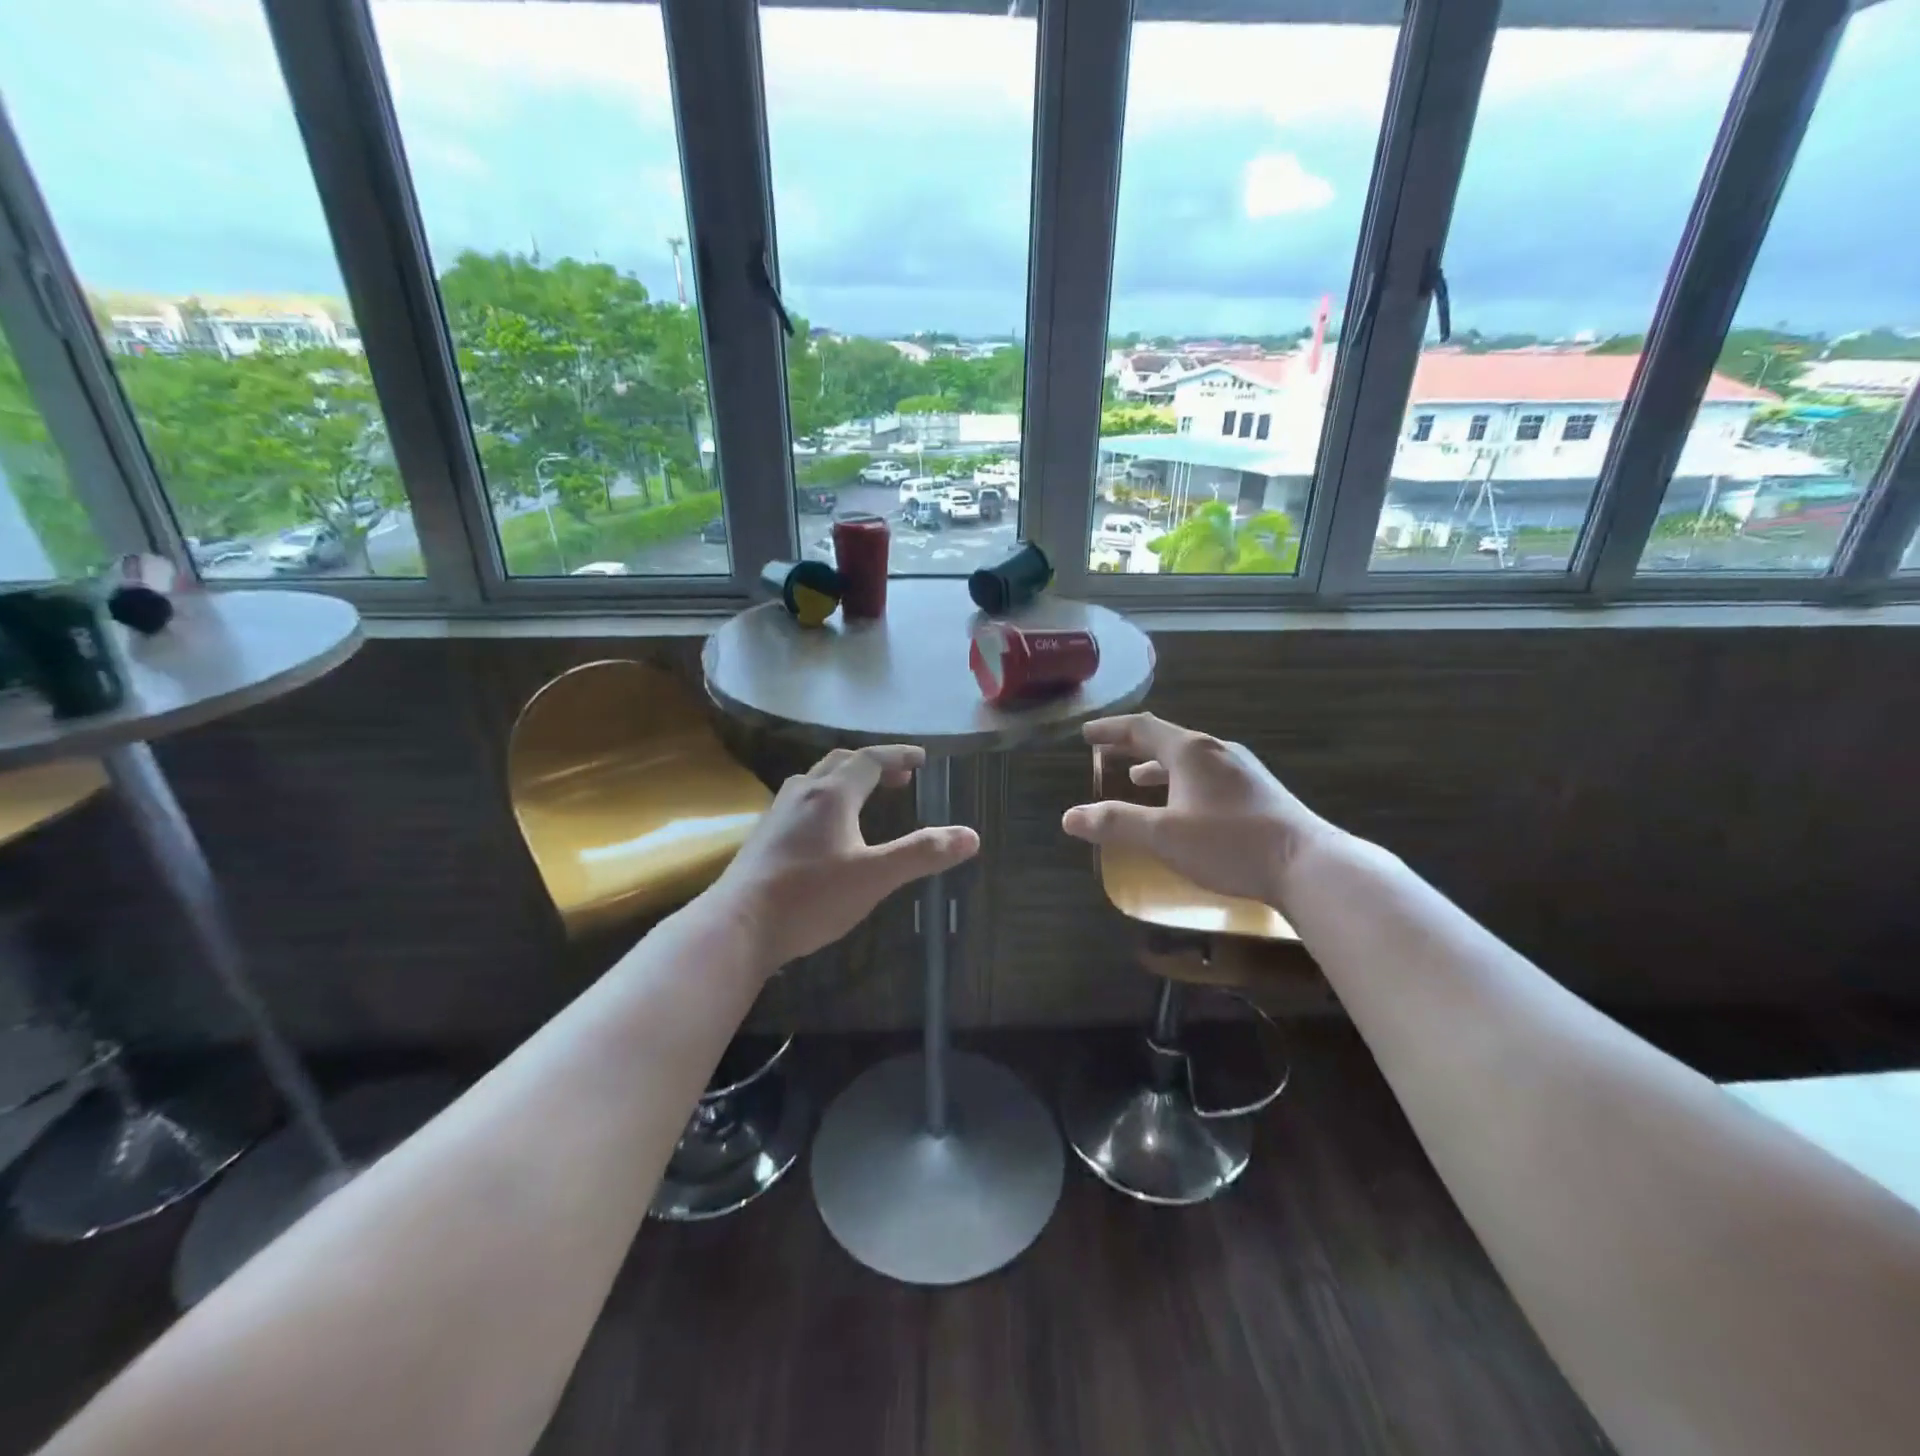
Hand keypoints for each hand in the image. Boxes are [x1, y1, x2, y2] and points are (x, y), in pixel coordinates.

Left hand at [710, 744, 978, 968]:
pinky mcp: (764, 836)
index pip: (870, 759)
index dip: (898, 755)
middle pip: (841, 763)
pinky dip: (826, 798)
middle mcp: (803, 793)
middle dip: (873, 764)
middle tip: (899, 777)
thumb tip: (971, 836)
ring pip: (816, 780)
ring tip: (865, 797)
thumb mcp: (874, 877)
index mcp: (832, 795)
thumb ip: (921, 854)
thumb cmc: (810, 897)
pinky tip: (826, 829)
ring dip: (846, 779)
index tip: (921, 759)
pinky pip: (801, 800)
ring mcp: (778, 813)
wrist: (737, 926)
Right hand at [1060, 713, 1335, 906]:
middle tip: (1107, 751)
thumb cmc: (1229, 843)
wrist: (1308, 865)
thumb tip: (1070, 817)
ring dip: (1159, 766)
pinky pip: (1208, 776)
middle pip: (1166, 739)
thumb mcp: (1163, 836)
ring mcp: (1243, 771)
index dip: (1110, 729)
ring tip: (1138, 778)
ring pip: (1190, 759)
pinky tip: (1185, 807)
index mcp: (1191, 751)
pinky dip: (1183, 782)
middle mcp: (1217, 751)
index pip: (1141, 728)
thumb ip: (1116, 823)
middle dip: (1133, 745)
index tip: (1086, 733)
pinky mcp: (1259, 793)